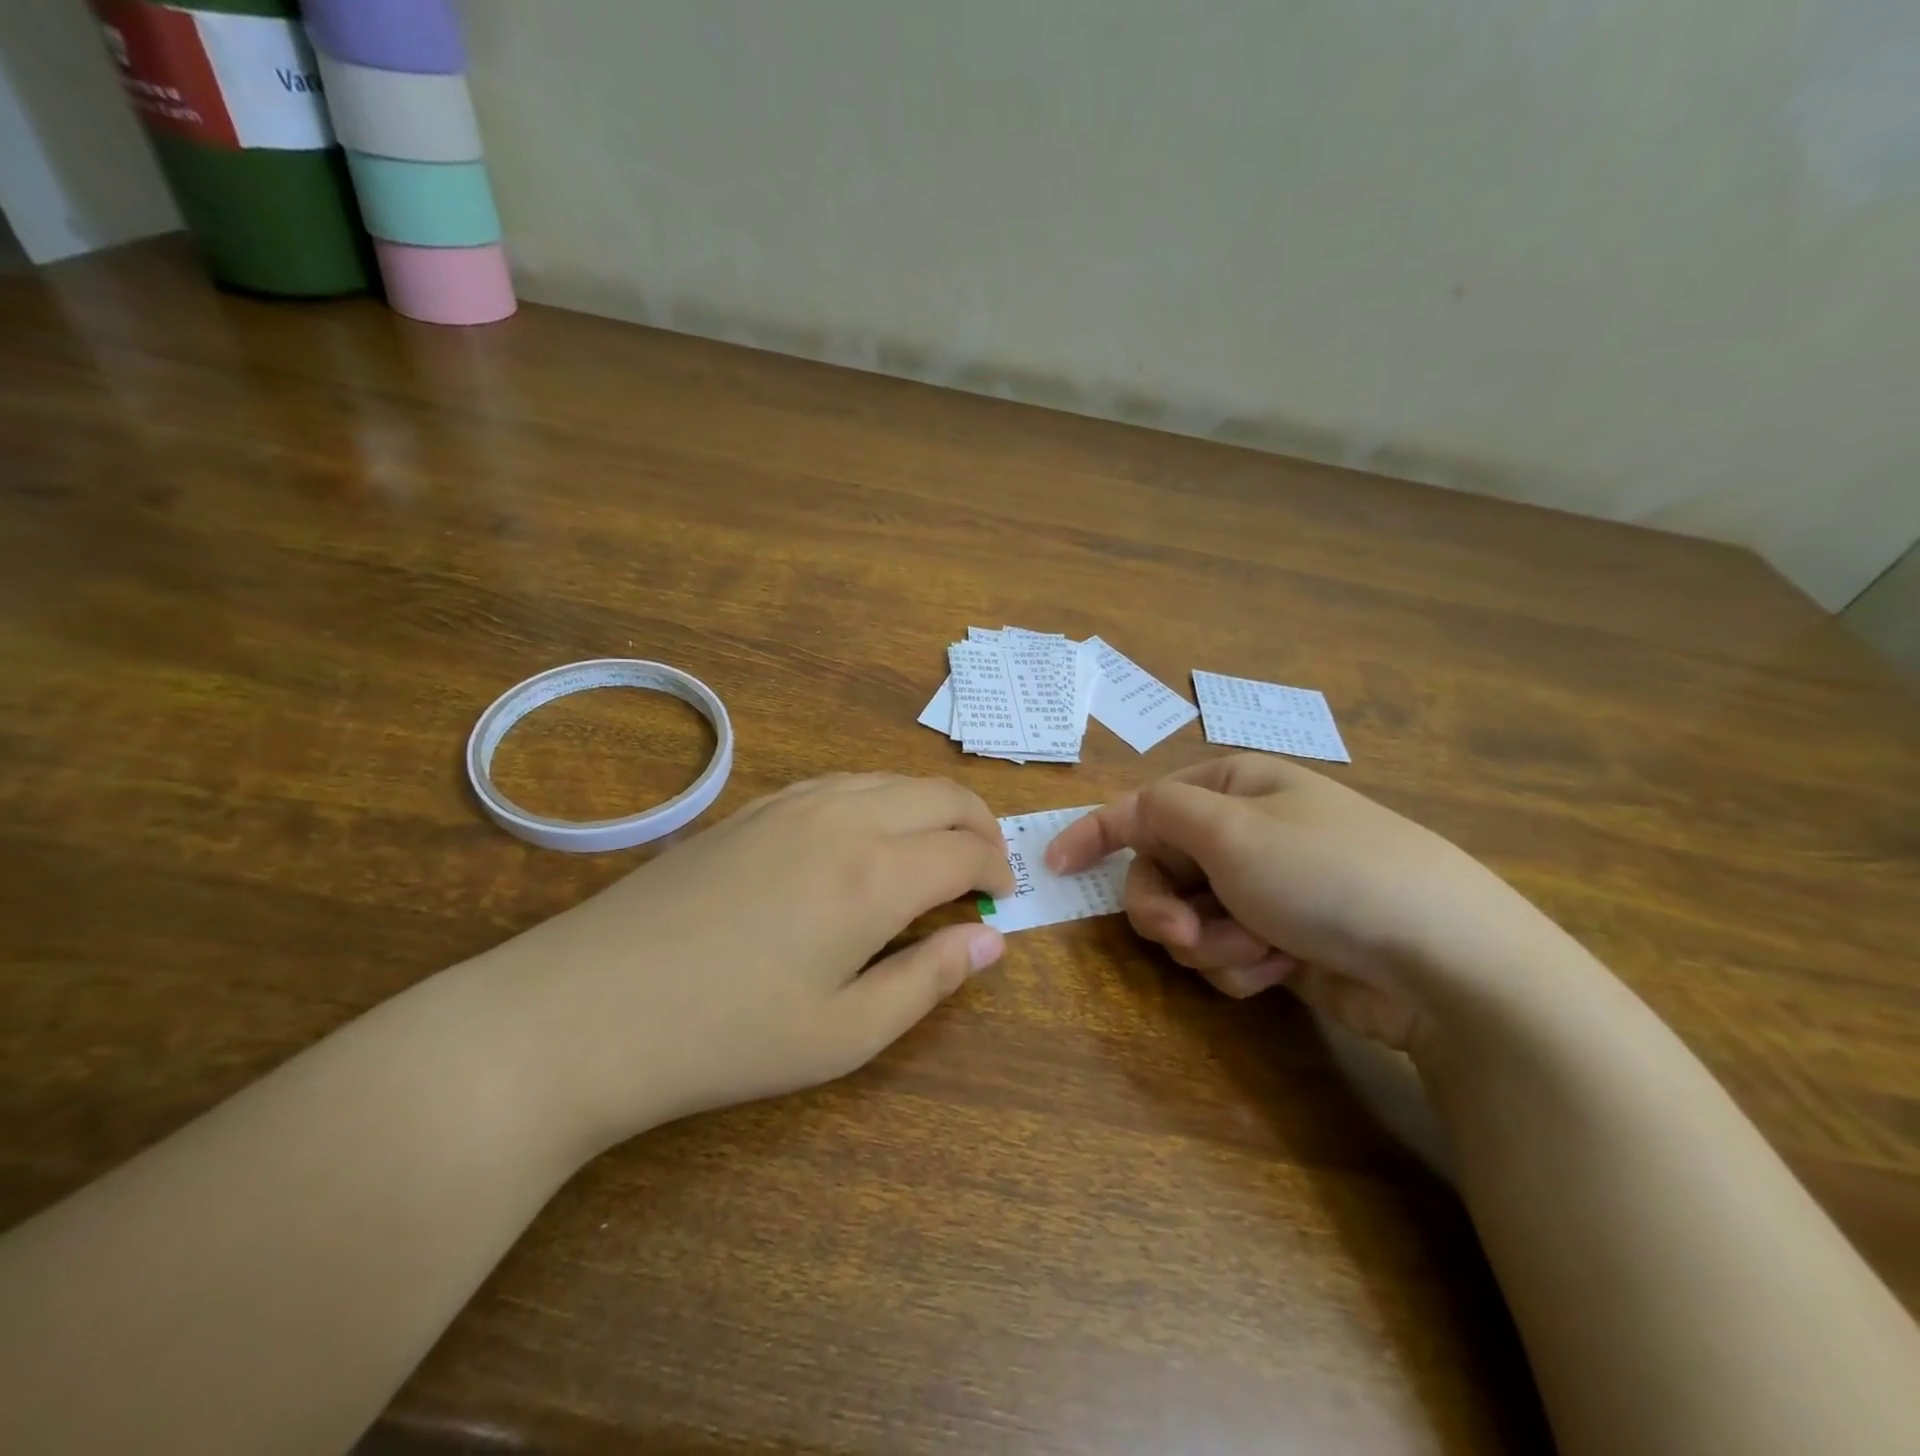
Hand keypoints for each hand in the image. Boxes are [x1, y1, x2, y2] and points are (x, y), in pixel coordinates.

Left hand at [482, 774, 1014, 1153]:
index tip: (1001, 901)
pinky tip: (864, 837)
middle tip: (984, 871)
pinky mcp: (751, 807)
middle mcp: (842, 818)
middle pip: (938, 795)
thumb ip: (929, 980)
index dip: (996, 871)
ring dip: (928, 808)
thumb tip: (992, 940)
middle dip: (979, 825)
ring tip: (933, 853)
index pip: (965, 849)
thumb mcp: (844, 1034)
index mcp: (874, 874)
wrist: (585, 1009)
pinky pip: (840, 782)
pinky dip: (878, 798)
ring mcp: (791, 803)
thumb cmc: (725, 1038)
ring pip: (889, 779)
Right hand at [1046, 756, 1549, 1052]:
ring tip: (1257, 951)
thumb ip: (1160, 814)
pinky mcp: (1280, 941)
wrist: (1440, 958)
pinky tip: (1280, 969)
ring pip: (1190, 920)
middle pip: (1160, 872)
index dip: (1093, 834)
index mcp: (1232, 791)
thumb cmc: (1324, 873)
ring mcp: (1263, 889)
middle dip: (1166, 910)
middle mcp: (1243, 834)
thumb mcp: (1231, 830)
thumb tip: (1128, 814)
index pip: (1142, 807)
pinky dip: (1241, 965)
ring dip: (1211, 943)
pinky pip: (1225, 953)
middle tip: (1184, 935)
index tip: (1052, 865)